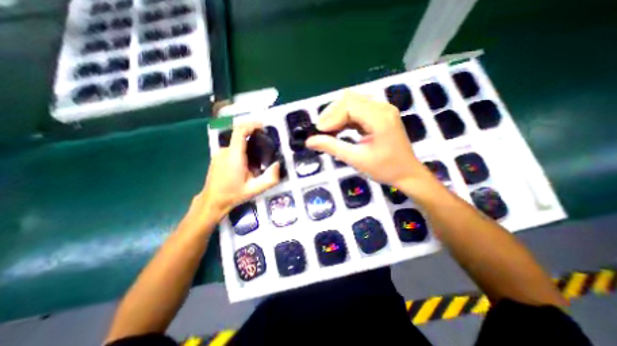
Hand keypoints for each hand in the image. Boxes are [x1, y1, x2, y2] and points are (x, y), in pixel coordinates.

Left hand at [192, 123, 279, 222]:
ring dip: (247, 148)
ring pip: (236, 144)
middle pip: (240, 136)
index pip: (240, 131)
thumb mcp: (255, 189)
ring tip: (256, 162)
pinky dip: (241, 152)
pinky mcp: (217, 157)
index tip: (262, 125)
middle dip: (253, 138)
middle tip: (264, 149)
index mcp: (234, 155)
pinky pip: (232, 149)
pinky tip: (245, 166)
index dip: (251, 124)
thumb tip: (278, 164)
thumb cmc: (234, 194)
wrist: (213, 201)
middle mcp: (225, 151)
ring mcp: (219, 153)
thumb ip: (270, 178)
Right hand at [306, 92, 430, 187]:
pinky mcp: (379, 114)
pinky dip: (345, 118)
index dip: (330, 117)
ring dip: (337, 116)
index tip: (318, 133)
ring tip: (328, 132)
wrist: (407, 173)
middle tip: (321, 132)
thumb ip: (332, 147)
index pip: (348, 106)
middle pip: (349, 99)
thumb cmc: (384, 169)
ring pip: (352, 102)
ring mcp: (382, 109)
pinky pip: (357, 109)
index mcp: (380, 117)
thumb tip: (309, 141)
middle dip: (331, 114)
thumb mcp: (356, 159)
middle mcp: (382, 107)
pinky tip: (339, 130)